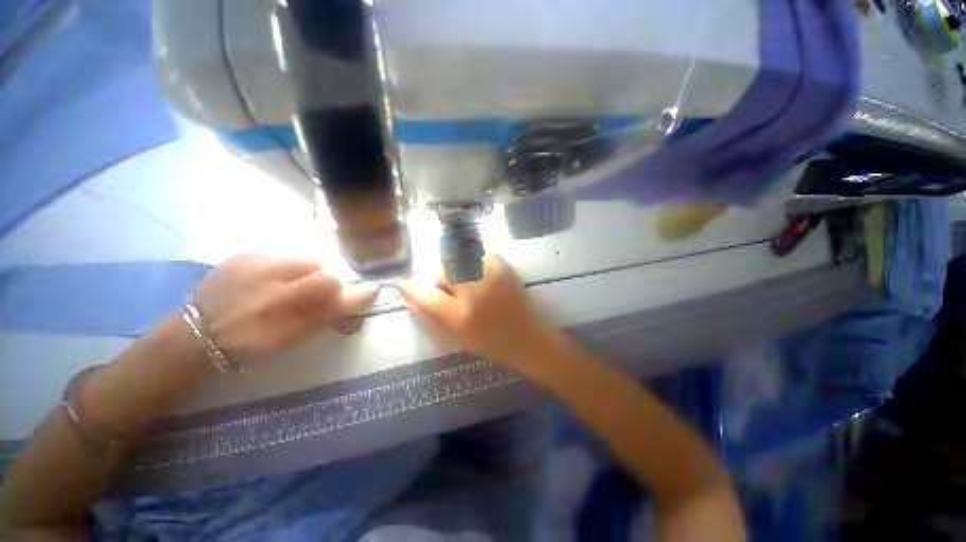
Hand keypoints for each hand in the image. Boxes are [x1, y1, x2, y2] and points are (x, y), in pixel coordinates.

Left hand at [194, 252, 376, 365]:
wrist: (195, 336)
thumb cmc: (249, 345)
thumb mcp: (292, 337)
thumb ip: (329, 315)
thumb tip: (361, 297)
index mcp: (280, 301)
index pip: (330, 282)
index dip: (350, 290)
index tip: (365, 294)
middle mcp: (268, 273)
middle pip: (320, 265)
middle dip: (325, 281)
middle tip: (314, 297)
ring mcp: (254, 259)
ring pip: (303, 258)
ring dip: (307, 273)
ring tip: (290, 289)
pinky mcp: (243, 253)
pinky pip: (282, 255)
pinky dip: (287, 268)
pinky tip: (271, 282)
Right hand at [398, 254, 554, 372]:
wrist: (529, 338)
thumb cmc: (492, 344)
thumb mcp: (458, 338)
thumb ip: (432, 317)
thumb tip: (411, 298)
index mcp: (461, 315)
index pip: (426, 295)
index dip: (411, 289)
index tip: (404, 285)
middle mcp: (474, 291)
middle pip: (442, 270)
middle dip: (440, 279)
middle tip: (451, 289)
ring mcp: (490, 275)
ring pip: (458, 258)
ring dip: (455, 269)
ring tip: (466, 281)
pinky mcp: (503, 266)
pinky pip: (477, 254)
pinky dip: (473, 261)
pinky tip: (479, 274)